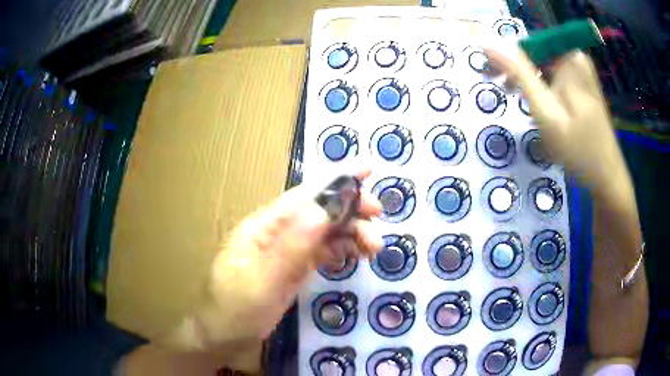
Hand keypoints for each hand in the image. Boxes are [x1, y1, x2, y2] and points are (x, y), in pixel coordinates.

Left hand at [189, 170, 382, 348]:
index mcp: (264, 226)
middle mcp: (277, 232)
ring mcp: (287, 251)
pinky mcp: (294, 268)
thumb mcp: (262, 281)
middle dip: (351, 210)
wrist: (224, 335)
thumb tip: (322, 211)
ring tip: (374, 248)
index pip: (303, 195)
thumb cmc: (235, 308)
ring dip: (351, 234)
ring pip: (325, 232)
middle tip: (378, 220)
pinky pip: (322, 252)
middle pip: (319, 212)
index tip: (367, 172)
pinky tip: (356, 256)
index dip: (335, 181)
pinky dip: (341, 250)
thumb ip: (291, 248)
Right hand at [485, 48, 628, 197]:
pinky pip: (557, 79)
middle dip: (521, 72)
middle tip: (507, 93)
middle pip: (538, 55)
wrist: (608, 178)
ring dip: (533, 84)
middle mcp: (578, 58)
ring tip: (526, 106)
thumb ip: (519, 74)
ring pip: (546, 68)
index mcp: (570, 58)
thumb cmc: (578, 149)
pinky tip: (545, 110)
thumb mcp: (545, 111)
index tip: (494, 77)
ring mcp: (583, 73)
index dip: (508, 58)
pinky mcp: (585, 86)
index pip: (527, 44)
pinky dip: (546, 91)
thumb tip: (489, 45)